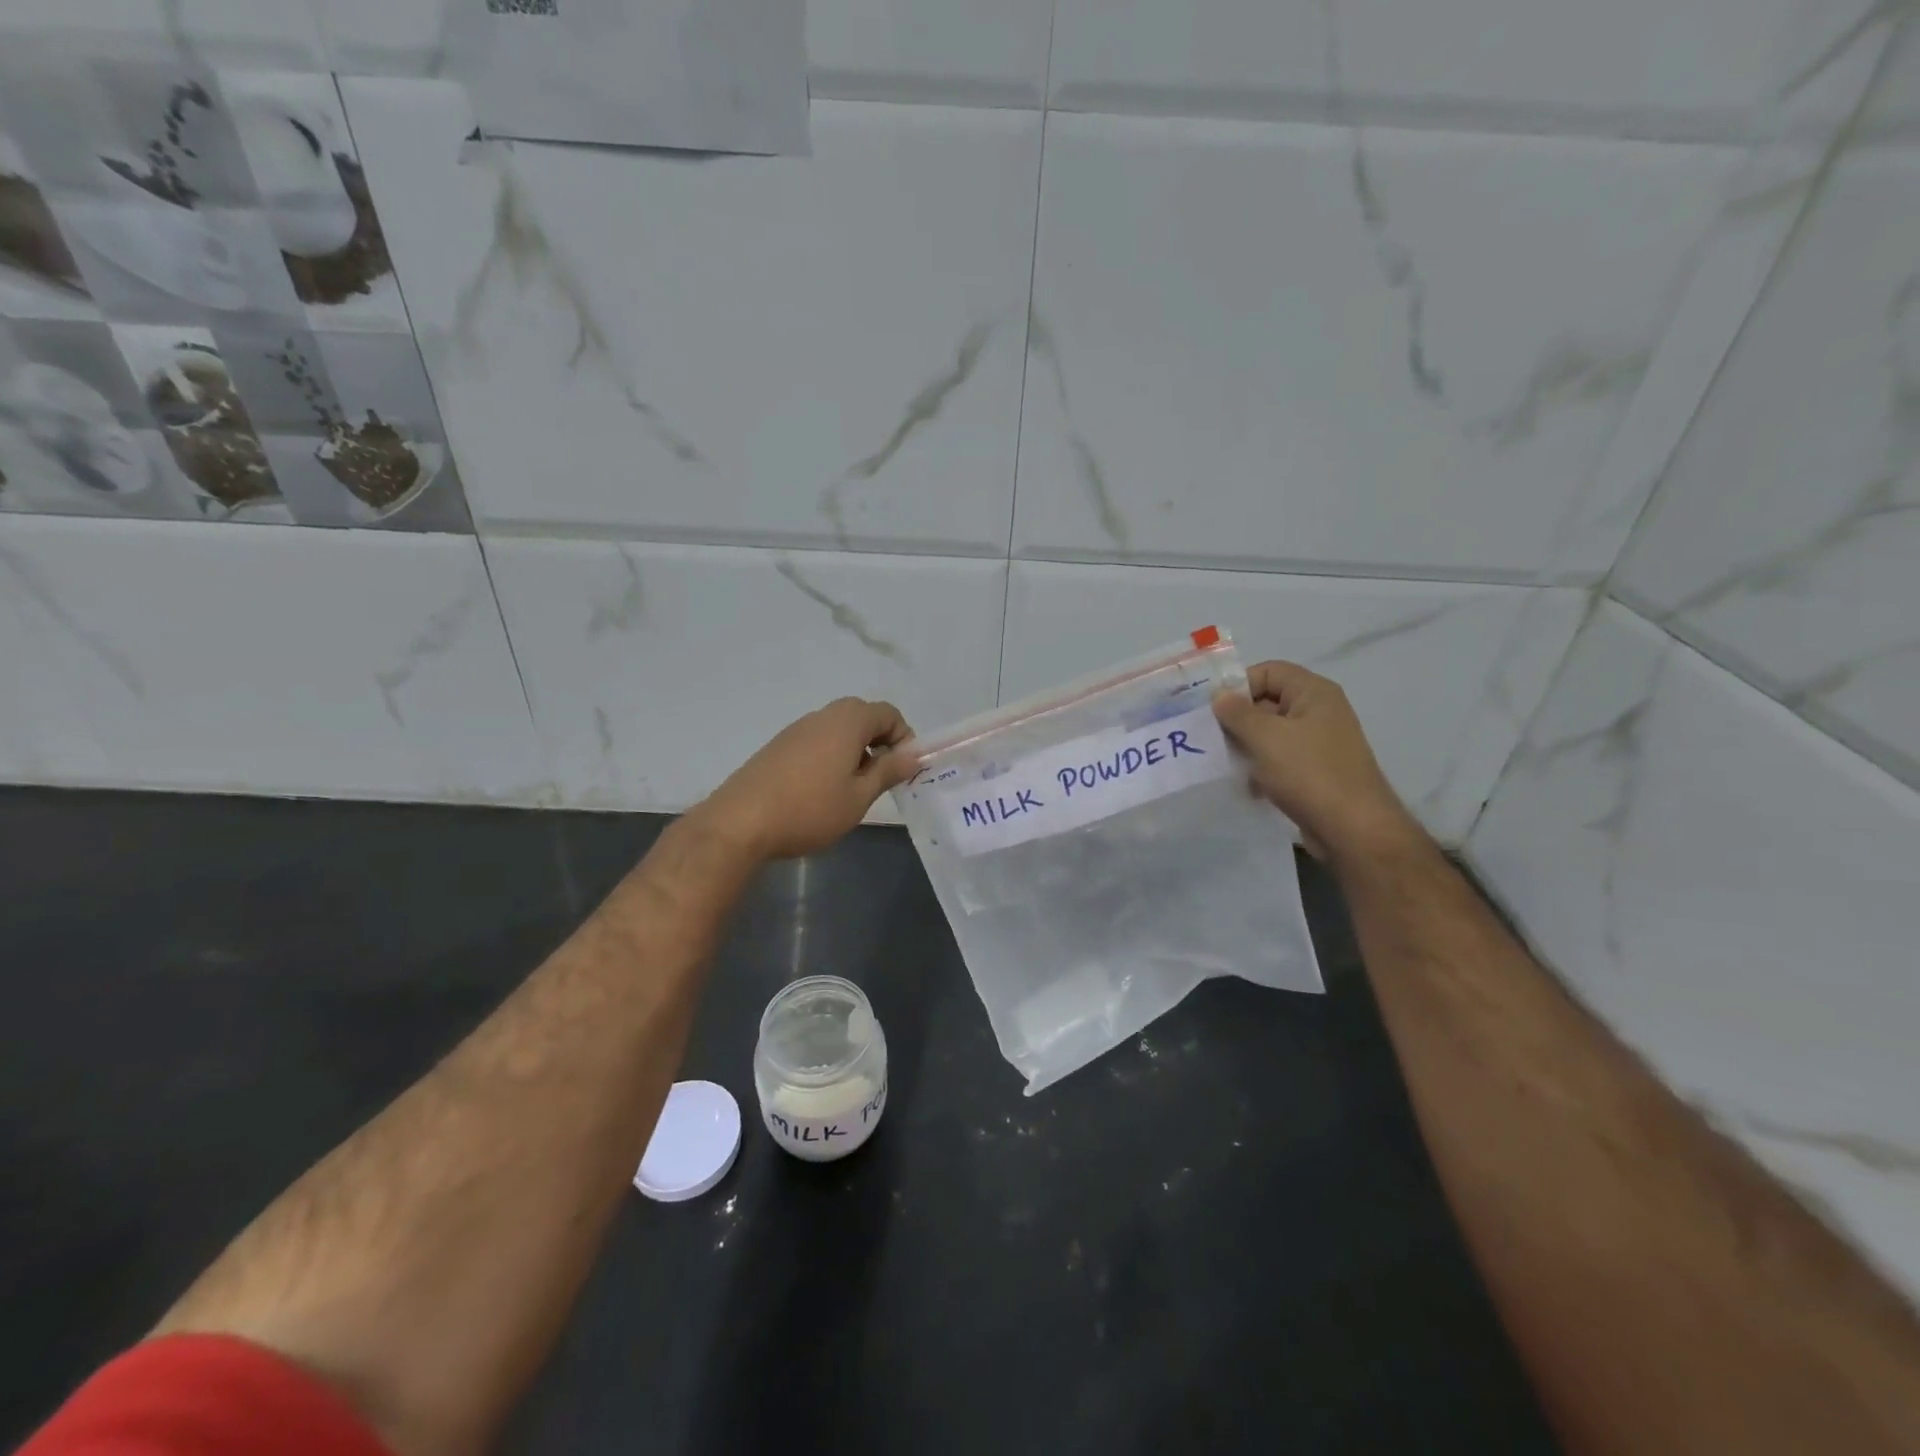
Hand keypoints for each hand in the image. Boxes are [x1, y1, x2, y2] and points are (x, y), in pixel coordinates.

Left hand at [695, 697, 916, 862]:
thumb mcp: (859, 797)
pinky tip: (821, 790)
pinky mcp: (778, 745)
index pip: (888, 713)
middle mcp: (822, 716)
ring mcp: (796, 729)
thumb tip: (913, 755)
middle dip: (880, 742)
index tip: (902, 770)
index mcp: (848, 722)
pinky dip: (831, 755)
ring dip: (854, 750)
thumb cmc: (810, 809)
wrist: (740, 822)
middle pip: (862, 716)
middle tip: (881, 777)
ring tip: (851, 788)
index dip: (904, 737)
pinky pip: (817, 740)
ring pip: (838, 729)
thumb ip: (888, 772)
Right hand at [1212, 661, 1423, 863]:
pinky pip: (1281, 759)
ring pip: (1272, 733)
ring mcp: (1320, 743)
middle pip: (1268, 701)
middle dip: (1238, 718)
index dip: (1239, 685)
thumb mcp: (1265, 737)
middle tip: (1210, 737)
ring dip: (1247, 745)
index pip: (1269, 671)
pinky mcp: (1316, 771)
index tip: (1212, 710)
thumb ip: (1237, 713)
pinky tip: (1247, 786)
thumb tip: (1219, 696)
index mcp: (1314, 693)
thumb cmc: (1309, 773)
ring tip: (1224, 762)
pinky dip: (1262, 768)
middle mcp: (1319, 712)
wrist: (1353, 829)